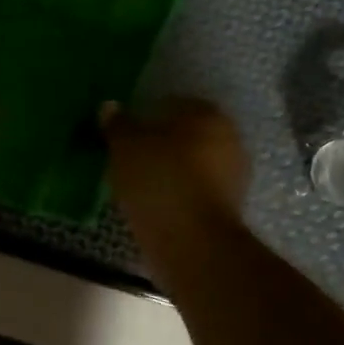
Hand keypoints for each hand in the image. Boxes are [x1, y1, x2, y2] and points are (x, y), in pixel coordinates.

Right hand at [103, 98, 249, 236]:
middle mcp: (229, 137)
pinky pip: (195, 188)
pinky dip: (177, 191)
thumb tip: (109, 106)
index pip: (172, 103)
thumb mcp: (125, 146)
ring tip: (137, 182)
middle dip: (161, 142)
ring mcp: (234, 173)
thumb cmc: (159, 179)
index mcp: (207, 114)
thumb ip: (118, 124)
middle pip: (186, 133)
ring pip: (192, 162)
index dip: (146, 115)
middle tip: (129, 156)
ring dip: (170, 168)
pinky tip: (154, 201)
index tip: (125, 132)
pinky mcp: (229, 205)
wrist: (192, 240)